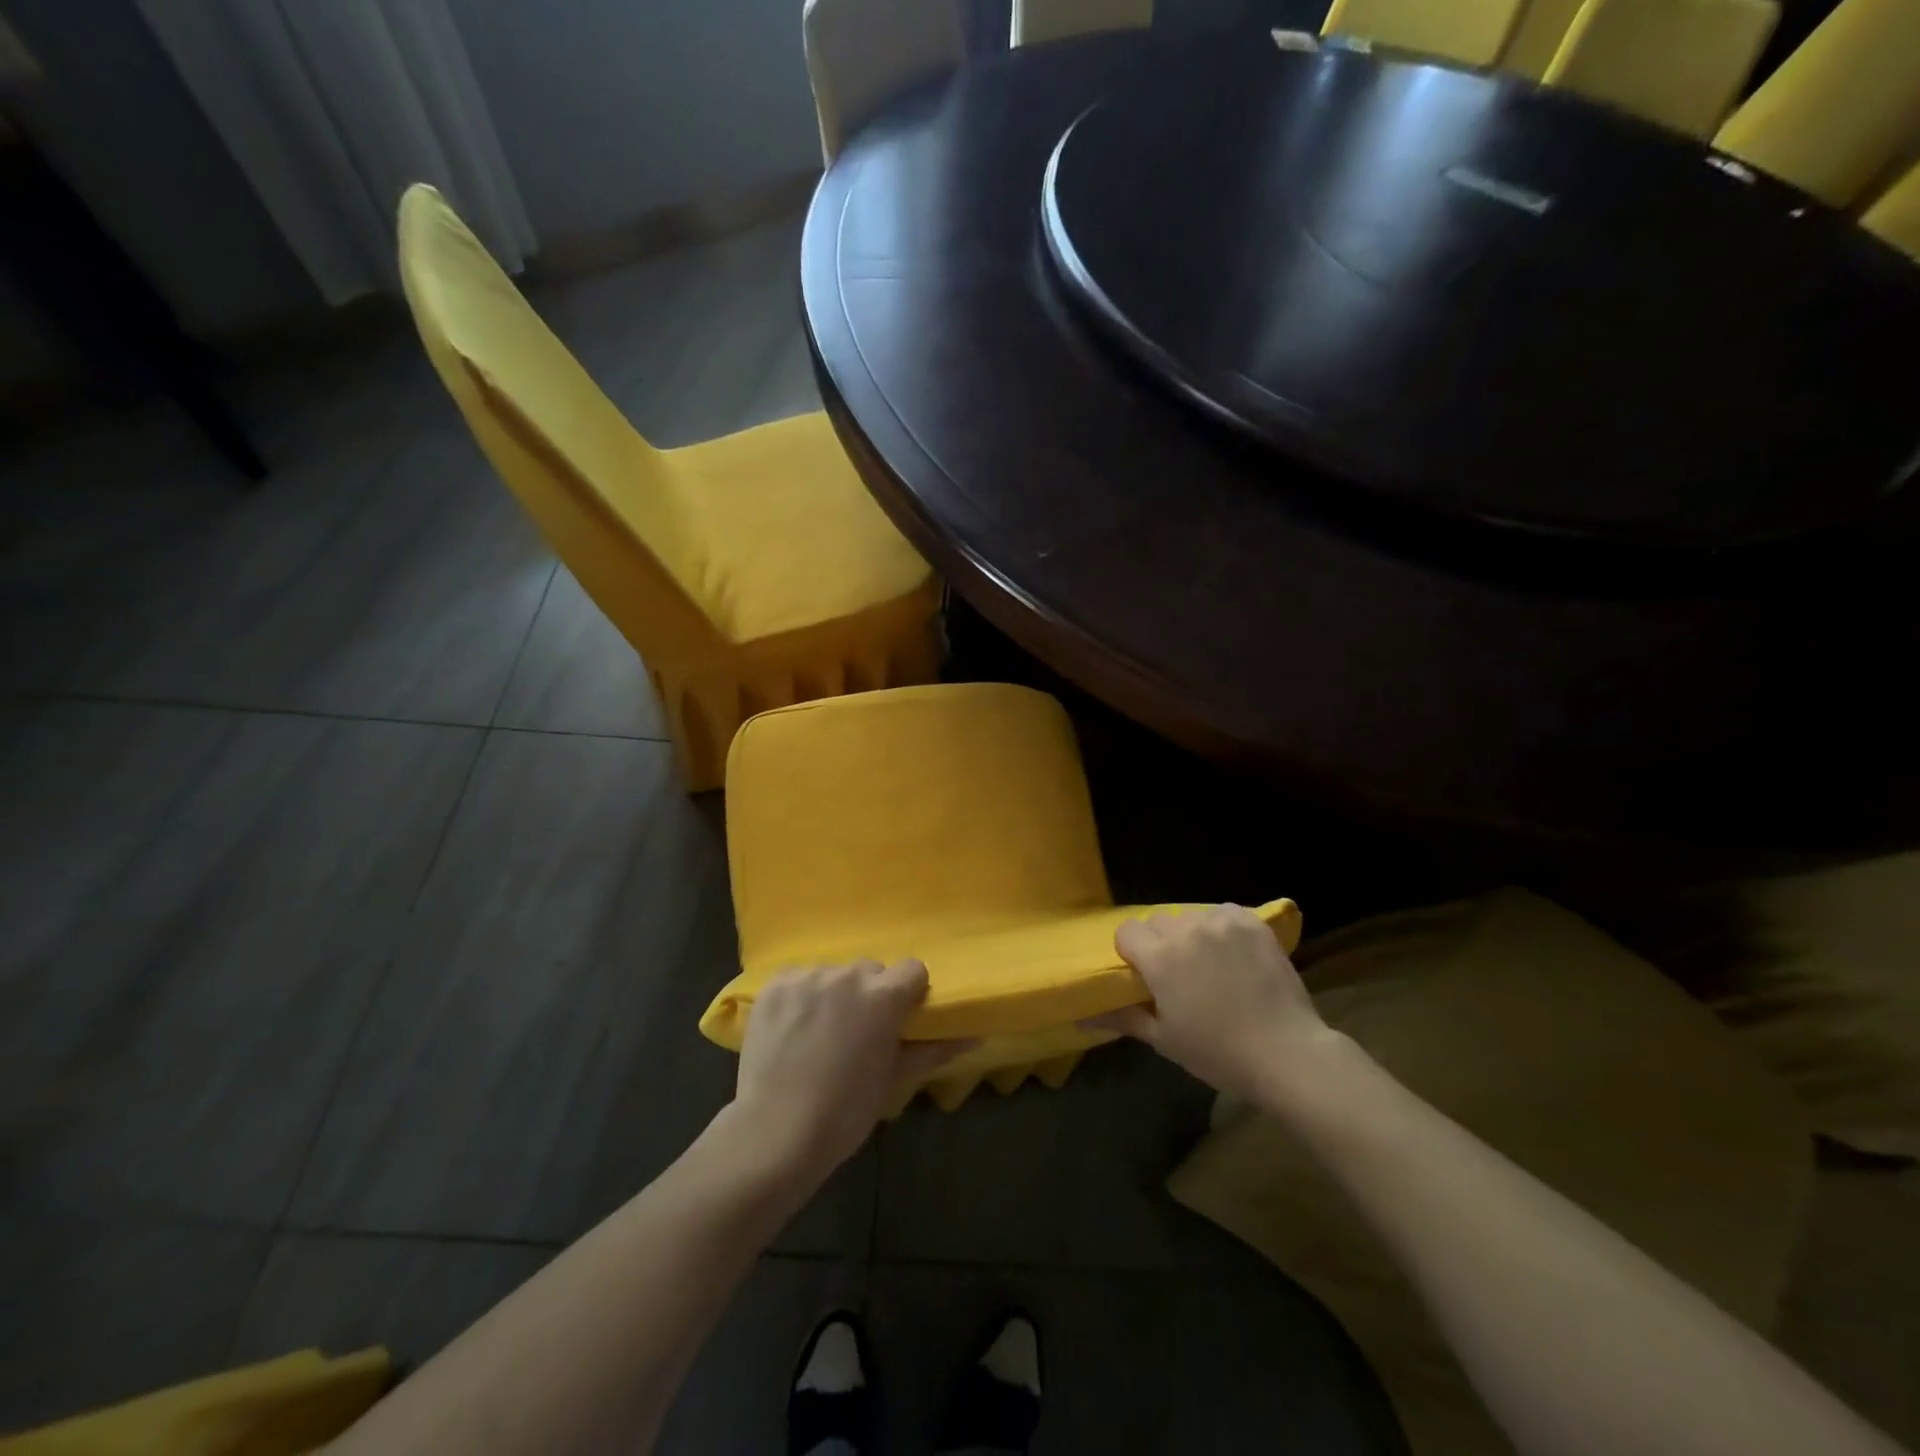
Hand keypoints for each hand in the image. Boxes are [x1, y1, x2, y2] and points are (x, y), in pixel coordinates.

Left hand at [732, 960, 964, 1174]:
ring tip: (820, 1032)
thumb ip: (934, 1050)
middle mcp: (847, 975)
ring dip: (834, 994)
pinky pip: (798, 978)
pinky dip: (800, 996)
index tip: (900, 1018)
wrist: (775, 1133)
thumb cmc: (845, 1111)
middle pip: (871, 970)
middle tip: (858, 1031)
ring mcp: (807, 977)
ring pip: (833, 973)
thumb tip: (975, 1036)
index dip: (909, 992)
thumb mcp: (894, 1080)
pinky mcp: (775, 985)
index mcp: (883, 996)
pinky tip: (793, 1028)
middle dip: (870, 993)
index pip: (912, 969)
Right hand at [1095, 905, 1342, 1103]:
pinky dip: (1223, 928)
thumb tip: (1081, 1018)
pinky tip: (1234, 954)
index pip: (1127, 931)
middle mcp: (1187, 930)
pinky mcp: (1253, 923)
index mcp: (1160, 957)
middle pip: (1158, 921)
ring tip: (1211, 965)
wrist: (1287, 1052)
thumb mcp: (1164, 1040)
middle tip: (1179, 975)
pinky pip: (1224, 913)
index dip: (1131, 953)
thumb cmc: (1218, 1053)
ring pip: (1191, 916)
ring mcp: (1223, 922)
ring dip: (1192, 935)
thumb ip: (1122, 1018)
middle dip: (1161, 943)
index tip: (1145, 976)